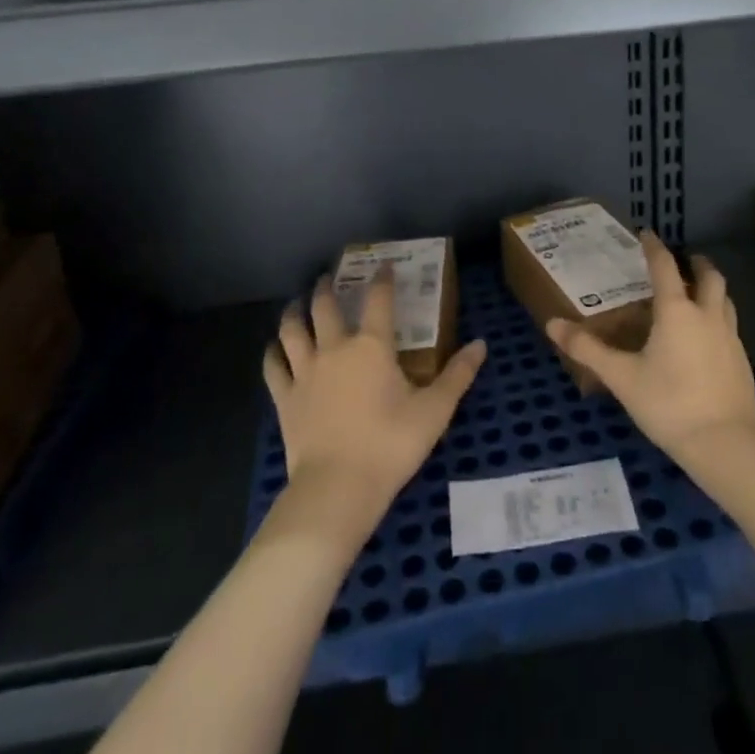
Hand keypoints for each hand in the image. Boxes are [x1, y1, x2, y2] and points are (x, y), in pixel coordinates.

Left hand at [263, 269, 485, 537]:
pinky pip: (274, 367)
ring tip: (296, 303)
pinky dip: (273, 353)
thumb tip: (481, 344)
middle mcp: (335, 349)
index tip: (383, 265)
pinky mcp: (285, 398)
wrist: (338, 488)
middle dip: (326, 288)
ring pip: (293, 330)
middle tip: (327, 277)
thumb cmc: (391, 444)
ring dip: (294, 312)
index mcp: (372, 346)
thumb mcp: (435, 411)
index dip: (381, 279)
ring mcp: (305, 372)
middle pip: (325, 307)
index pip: (378, 300)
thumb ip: (458, 375)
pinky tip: (274, 348)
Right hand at [547, 234, 754, 467]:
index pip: (665, 267)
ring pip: (725, 300)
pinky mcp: (743, 362)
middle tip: (684, 260)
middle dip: (697, 263)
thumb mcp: (622, 378)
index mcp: (676, 311)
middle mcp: (707, 316)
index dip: (654, 247)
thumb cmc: (669, 405)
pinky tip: (707, 338)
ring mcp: (730, 338)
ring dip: (712, 289)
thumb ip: (588, 349)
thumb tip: (552, 324)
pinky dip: (718, 318)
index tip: (647, 234)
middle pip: (709, 277)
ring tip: (698, 294)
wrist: (726, 446)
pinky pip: (730, 326)